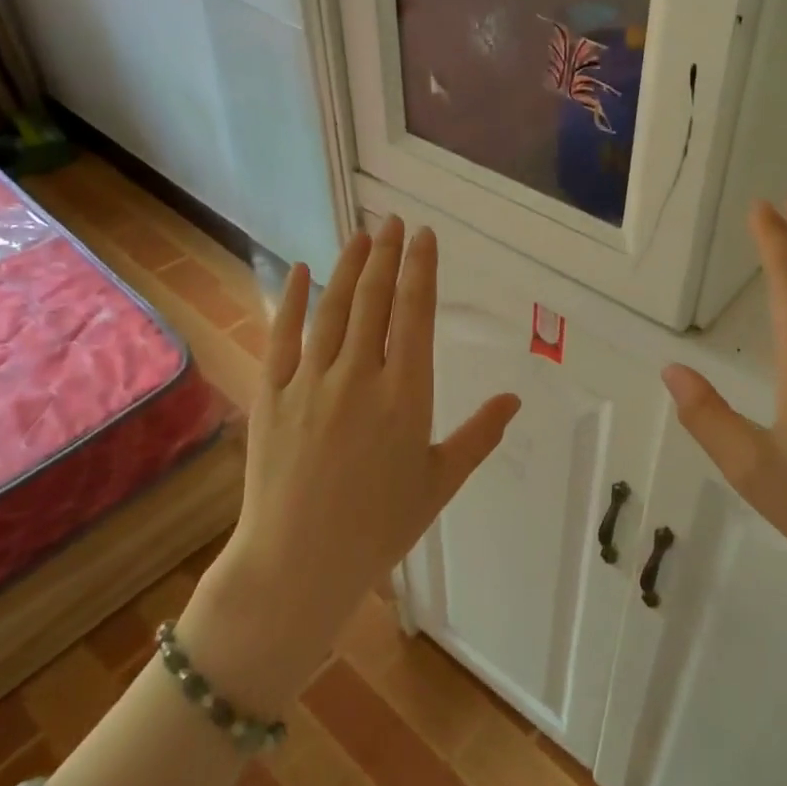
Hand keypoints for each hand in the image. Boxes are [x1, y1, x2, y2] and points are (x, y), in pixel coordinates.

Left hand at [180, 217, 520, 709]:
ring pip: (334, 309)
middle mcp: (359, 376)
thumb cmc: (379, 527)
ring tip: (361, 235)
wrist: (298, 563)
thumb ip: (478, 435)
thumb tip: (513, 399)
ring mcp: (311, 381)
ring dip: (349, 267)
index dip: (421, 269)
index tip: (424, 236)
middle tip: (394, 223)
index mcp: (406, 395)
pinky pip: (283, 335)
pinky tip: (303, 270)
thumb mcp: (439, 482)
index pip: (415, 314)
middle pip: (375, 300)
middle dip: (387, 255)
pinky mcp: (273, 394)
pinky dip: (294, 299)